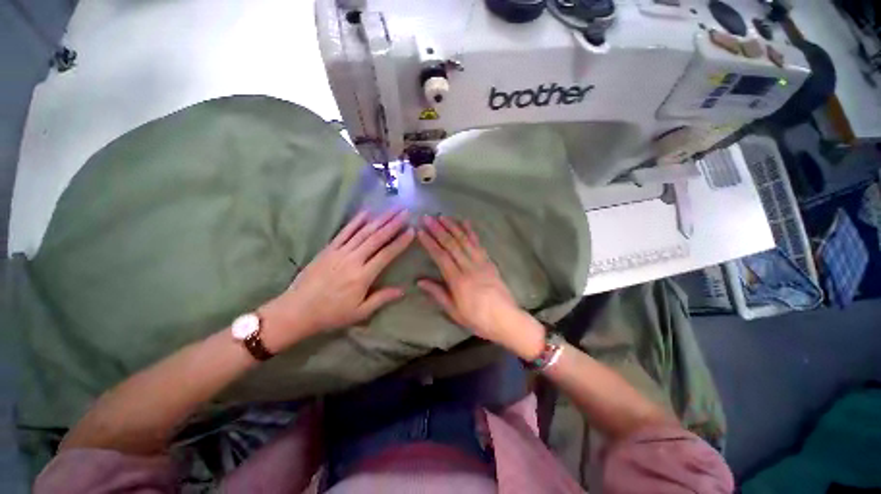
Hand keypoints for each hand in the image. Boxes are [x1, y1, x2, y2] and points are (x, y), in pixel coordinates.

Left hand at [259, 209, 414, 351]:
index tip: (412, 230)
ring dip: (379, 219)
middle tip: (405, 212)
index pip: (386, 254)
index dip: (400, 242)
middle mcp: (353, 260)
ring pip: (363, 231)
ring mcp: (339, 252)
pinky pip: (345, 232)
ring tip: (392, 209)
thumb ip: (382, 298)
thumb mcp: (360, 312)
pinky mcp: (328, 249)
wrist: (296, 311)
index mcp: (362, 276)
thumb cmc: (331, 314)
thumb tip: (403, 290)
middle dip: (393, 223)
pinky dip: (356, 221)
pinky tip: (366, 212)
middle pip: (376, 238)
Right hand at [416, 216, 544, 357]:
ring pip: (465, 241)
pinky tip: (466, 222)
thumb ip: (437, 293)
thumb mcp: (454, 311)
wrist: (506, 319)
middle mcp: (469, 267)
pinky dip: (471, 232)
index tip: (420, 231)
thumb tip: (420, 281)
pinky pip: (479, 244)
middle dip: (438, 229)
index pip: (441, 256)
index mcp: (458, 280)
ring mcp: (481, 263)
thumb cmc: (477, 319)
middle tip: (428, 217)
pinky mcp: (489, 262)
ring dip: (453, 227)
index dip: (430, 243)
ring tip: (443, 216)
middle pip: (452, 244)